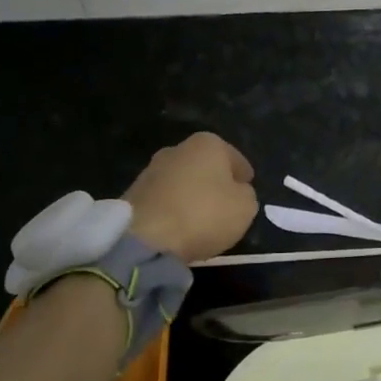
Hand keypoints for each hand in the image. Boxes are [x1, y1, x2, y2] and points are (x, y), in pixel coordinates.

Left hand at [124, 132, 258, 263]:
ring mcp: (152, 169)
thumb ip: (246, 195)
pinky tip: (179, 228)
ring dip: (191, 196)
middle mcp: (178, 149)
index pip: (235, 158)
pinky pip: (164, 200)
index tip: (247, 190)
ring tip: (200, 220)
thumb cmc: (204, 214)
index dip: (244, 176)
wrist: (146, 237)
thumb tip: (236, 192)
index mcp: (208, 143)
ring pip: (182, 182)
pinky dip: (173, 210)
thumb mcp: (245, 207)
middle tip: (225, 205)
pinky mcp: (133, 194)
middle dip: (215, 182)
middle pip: (205, 166)